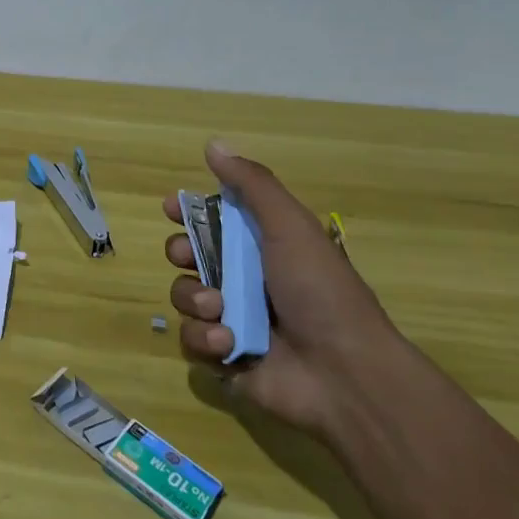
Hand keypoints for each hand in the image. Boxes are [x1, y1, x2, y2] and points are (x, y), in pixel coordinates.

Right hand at [165, 140, 401, 437]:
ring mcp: (233, 322)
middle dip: (180, 254)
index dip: (188, 213)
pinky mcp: (225, 360)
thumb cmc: (320, 291)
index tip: (172, 209)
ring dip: (194, 300)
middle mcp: (244, 281)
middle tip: (188, 258)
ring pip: (184, 298)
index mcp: (261, 247)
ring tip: (220, 311)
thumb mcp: (290, 226)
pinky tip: (228, 344)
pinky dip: (204, 340)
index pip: (213, 221)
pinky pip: (191, 342)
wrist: (347, 374)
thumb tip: (213, 144)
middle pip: (188, 257)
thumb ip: (251, 185)